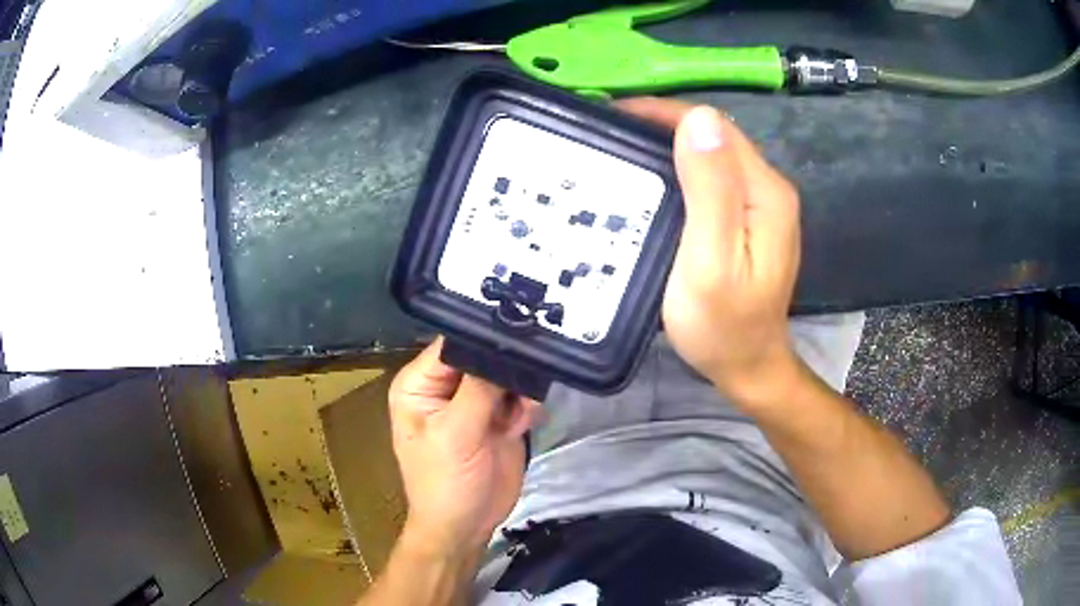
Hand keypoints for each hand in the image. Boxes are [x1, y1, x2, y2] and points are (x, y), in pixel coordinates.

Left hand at [388, 337, 541, 553]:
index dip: (482, 338)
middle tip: (523, 382)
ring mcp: (474, 403)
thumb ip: (478, 389)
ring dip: (520, 389)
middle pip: (483, 355)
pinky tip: (522, 425)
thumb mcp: (454, 434)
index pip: (452, 344)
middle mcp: (445, 387)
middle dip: (507, 365)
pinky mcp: (498, 418)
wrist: (466, 527)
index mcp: (420, 384)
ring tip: (519, 413)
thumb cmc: (445, 483)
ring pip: (506, 374)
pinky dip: (526, 407)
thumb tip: (501, 345)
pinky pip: (520, 396)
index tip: (518, 335)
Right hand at [617, 98, 801, 403]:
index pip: (714, 127)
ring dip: (670, 144)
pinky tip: (654, 178)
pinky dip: (681, 168)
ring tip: (623, 149)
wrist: (748, 366)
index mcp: (764, 192)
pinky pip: (714, 176)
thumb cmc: (722, 325)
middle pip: (715, 135)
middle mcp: (769, 188)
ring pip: (713, 153)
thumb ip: (711, 190)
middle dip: (664, 125)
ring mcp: (762, 203)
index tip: (615, 119)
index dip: (665, 115)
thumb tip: (700, 120)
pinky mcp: (750, 218)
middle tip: (610, 133)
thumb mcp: (711, 261)